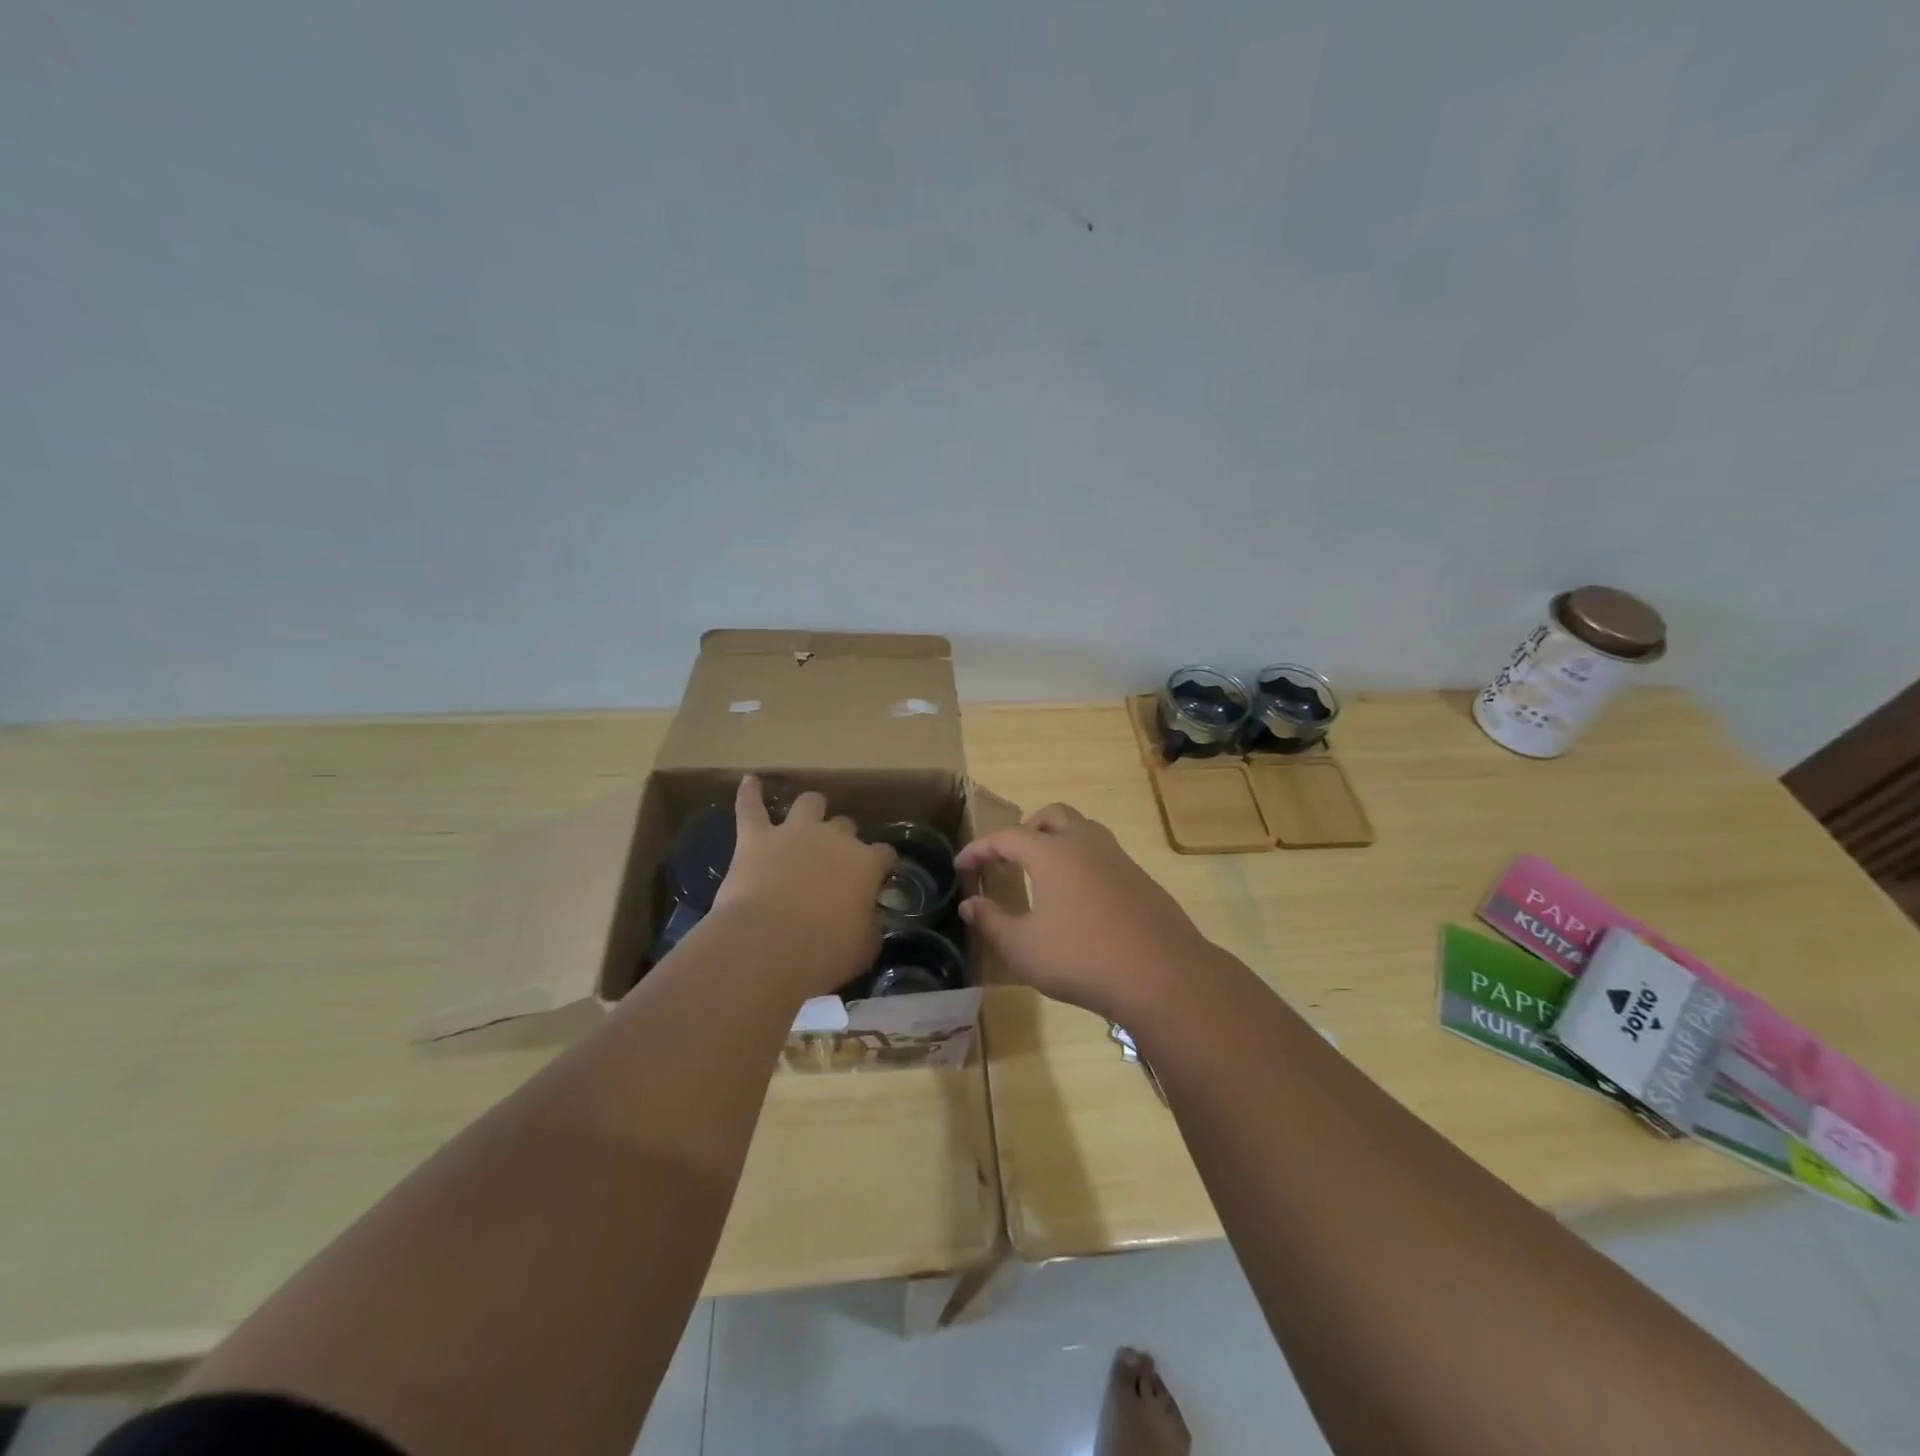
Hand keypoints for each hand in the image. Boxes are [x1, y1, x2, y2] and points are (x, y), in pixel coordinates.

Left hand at [711, 776, 897, 999]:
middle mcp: (833, 838)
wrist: (767, 946)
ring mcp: (793, 833)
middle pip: (845, 826)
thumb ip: (869, 925)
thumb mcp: (864, 948)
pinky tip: (750, 781)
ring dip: (811, 809)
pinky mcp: (755, 838)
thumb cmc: (824, 952)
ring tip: (808, 816)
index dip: (882, 863)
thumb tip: (867, 918)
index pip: (884, 854)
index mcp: (865, 864)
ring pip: (809, 804)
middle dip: (843, 840)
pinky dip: (750, 793)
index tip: (880, 875)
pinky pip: (750, 807)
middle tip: (834, 863)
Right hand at [954, 803, 1214, 1021]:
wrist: (1162, 974)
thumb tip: (969, 904)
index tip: (961, 864)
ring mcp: (1118, 858)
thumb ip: (992, 921)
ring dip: (1057, 840)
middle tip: (1009, 857)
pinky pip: (1103, 854)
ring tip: (1043, 873)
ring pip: (1083, 830)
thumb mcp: (1024, 947)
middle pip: (1051, 816)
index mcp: (1051, 852)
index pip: (1006, 836)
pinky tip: (1079, 898)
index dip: (979, 848)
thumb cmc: (1081, 958)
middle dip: (1025, 829)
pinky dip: (1082, 862)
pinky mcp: (1140, 878)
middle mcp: (1085, 843)